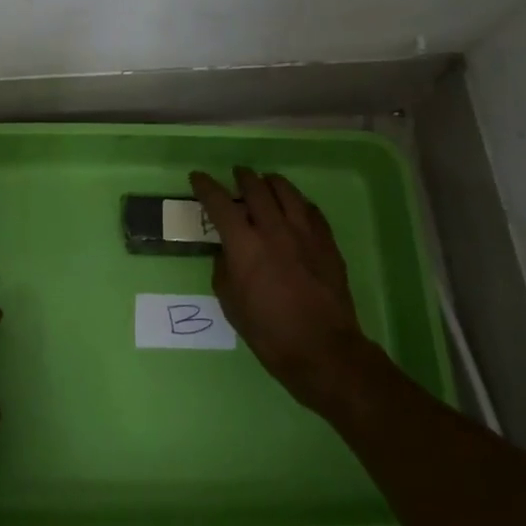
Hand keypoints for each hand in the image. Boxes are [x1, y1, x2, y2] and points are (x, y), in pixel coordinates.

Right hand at [190, 167, 376, 412]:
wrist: (323, 350)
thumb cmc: (269, 333)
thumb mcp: (231, 305)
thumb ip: (224, 271)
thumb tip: (227, 253)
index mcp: (244, 245)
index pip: (220, 203)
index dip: (206, 187)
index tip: (198, 177)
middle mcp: (274, 229)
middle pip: (256, 188)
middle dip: (243, 177)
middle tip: (237, 174)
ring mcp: (304, 233)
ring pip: (287, 192)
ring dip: (272, 182)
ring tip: (266, 181)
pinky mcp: (327, 242)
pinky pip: (311, 210)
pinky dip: (298, 202)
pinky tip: (297, 206)